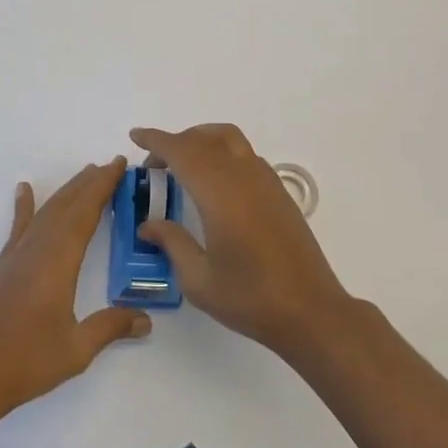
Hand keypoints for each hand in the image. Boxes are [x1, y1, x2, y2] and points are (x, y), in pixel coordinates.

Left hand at [0, 158, 149, 419]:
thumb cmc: (26, 362)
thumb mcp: (76, 349)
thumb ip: (110, 328)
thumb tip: (146, 320)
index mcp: (58, 261)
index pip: (85, 212)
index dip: (103, 187)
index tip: (118, 165)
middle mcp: (37, 248)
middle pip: (66, 205)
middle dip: (89, 182)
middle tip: (110, 165)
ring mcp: (16, 255)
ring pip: (46, 211)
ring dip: (67, 191)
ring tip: (85, 174)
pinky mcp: (3, 266)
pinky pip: (19, 226)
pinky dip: (24, 206)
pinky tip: (23, 190)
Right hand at [131, 124, 353, 358]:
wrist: (311, 311)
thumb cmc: (250, 298)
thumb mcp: (199, 279)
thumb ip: (172, 243)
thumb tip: (148, 225)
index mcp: (220, 193)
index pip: (182, 152)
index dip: (156, 140)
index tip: (136, 136)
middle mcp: (243, 176)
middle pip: (204, 139)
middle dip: (175, 142)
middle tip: (154, 165)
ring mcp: (266, 181)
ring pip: (229, 139)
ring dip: (201, 141)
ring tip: (183, 165)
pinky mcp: (279, 191)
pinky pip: (245, 155)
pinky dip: (222, 153)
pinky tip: (215, 183)